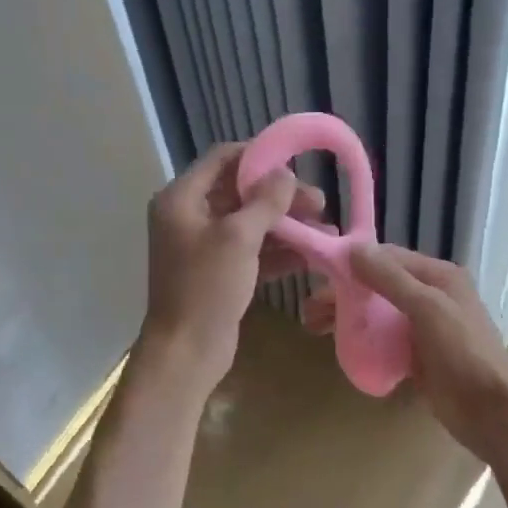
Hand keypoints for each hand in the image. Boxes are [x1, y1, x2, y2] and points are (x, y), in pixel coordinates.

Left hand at [140, 142, 325, 388]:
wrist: (186, 351)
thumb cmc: (206, 287)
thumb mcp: (239, 237)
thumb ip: (265, 201)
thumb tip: (285, 174)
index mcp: (181, 199)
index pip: (222, 159)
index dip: (259, 156)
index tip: (296, 163)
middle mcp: (189, 217)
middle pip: (240, 193)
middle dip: (280, 197)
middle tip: (320, 204)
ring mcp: (203, 247)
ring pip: (250, 224)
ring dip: (286, 225)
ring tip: (325, 230)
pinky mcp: (218, 273)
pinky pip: (251, 251)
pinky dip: (278, 251)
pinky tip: (311, 254)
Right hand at [306, 243, 507, 466]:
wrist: (491, 411)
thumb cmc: (462, 352)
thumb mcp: (427, 308)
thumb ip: (391, 278)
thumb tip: (354, 248)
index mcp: (437, 277)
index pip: (387, 257)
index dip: (353, 262)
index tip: (319, 272)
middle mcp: (430, 296)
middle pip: (378, 286)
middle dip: (344, 294)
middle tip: (310, 311)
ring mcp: (423, 328)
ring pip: (377, 314)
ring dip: (348, 317)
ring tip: (315, 329)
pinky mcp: (417, 356)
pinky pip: (383, 340)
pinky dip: (362, 340)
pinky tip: (341, 348)